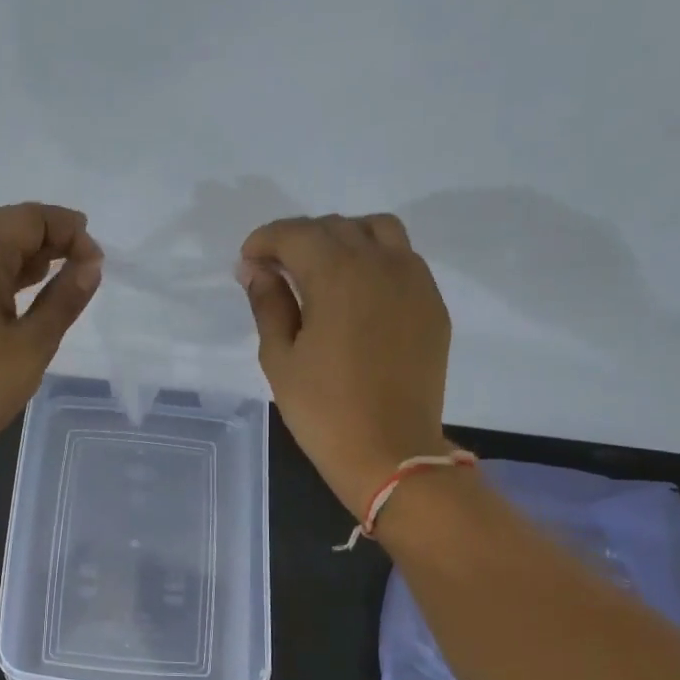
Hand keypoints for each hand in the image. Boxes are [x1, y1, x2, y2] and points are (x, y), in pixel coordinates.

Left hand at [0, 203, 102, 461]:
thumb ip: (64, 299)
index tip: (96, 258)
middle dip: (49, 236)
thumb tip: (90, 264)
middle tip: (86, 261)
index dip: (66, 228)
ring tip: (66, 274)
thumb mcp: (33, 343)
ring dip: (30, 256)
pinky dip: (9, 277)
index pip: (25, 219)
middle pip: (5, 228)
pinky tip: (31, 295)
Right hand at [238, 214, 453, 518]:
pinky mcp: (432, 304)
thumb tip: (256, 269)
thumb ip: (268, 303)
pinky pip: (403, 259)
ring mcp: (415, 281)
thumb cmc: (323, 410)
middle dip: (299, 239)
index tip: (247, 261)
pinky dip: (374, 260)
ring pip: (378, 231)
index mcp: (337, 274)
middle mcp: (381, 263)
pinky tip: (357, 293)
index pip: (295, 234)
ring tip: (321, 270)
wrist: (391, 452)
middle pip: (336, 227)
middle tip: (276, 270)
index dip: (265, 240)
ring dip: (343, 238)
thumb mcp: (280, 357)